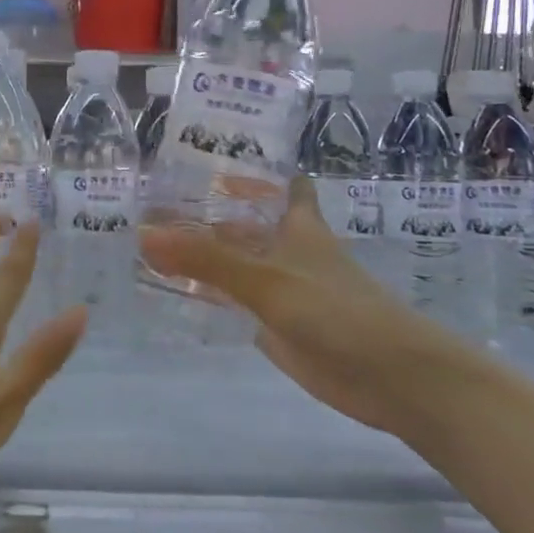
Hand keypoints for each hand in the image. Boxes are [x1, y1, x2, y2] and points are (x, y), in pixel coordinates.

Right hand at [138, 174, 456, 433]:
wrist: (390, 378)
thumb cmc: (338, 311)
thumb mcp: (267, 279)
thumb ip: (206, 260)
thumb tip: (144, 234)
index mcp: (297, 225)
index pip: (278, 182)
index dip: (250, 168)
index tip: (208, 154)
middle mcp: (286, 249)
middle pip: (242, 222)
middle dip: (203, 211)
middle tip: (147, 200)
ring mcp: (279, 288)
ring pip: (232, 261)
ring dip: (198, 253)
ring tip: (143, 238)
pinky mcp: (272, 323)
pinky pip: (230, 299)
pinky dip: (203, 292)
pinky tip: (167, 288)